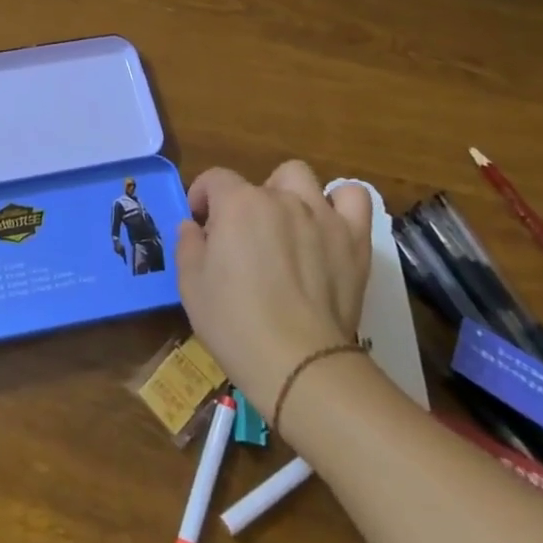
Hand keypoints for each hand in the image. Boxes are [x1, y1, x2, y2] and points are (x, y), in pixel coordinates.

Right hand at [176, 160, 372, 418]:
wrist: (298, 363)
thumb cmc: (234, 322)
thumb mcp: (190, 284)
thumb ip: (188, 244)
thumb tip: (194, 227)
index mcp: (237, 203)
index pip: (215, 179)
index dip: (202, 197)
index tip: (200, 224)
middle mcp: (280, 198)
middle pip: (258, 182)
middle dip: (245, 201)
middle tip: (243, 237)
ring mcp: (321, 215)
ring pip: (302, 179)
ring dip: (289, 194)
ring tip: (286, 226)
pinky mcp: (354, 239)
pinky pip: (354, 198)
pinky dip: (341, 203)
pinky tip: (328, 225)